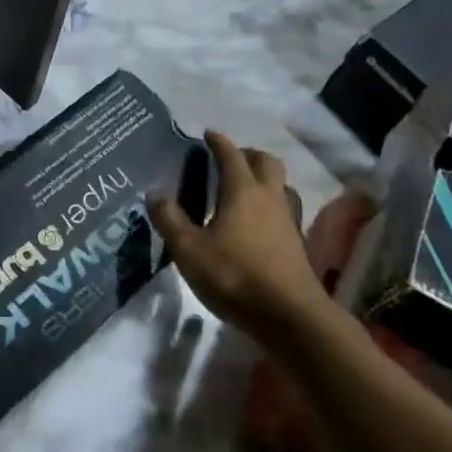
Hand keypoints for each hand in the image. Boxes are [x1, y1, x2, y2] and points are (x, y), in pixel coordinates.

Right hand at [149, 132, 372, 343]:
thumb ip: (169, 219)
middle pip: (266, 162)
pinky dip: (271, 207)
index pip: (230, 154)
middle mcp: (269, 197)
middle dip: (247, 154)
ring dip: (264, 180)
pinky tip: (258, 223)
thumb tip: (155, 193)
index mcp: (242, 190)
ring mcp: (288, 220)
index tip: (207, 134)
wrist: (290, 316)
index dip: (218, 142)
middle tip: (228, 160)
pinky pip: (285, 211)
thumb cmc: (235, 275)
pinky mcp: (297, 244)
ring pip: (280, 186)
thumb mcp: (188, 249)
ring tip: (245, 190)